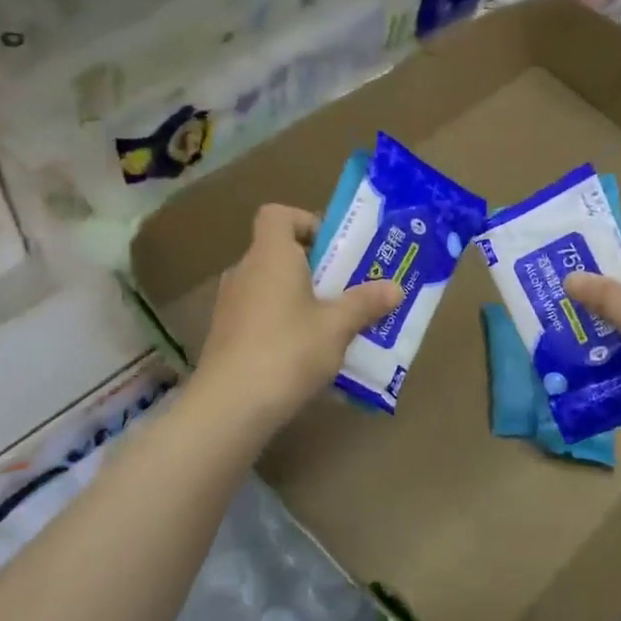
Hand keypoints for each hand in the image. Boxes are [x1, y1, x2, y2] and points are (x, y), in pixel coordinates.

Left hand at [193, 204, 403, 429]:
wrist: (231, 405)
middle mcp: (245, 271)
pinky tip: (304, 356)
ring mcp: (230, 305)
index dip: (305, 222)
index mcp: (270, 255)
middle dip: (314, 268)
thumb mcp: (337, 327)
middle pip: (278, 252)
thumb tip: (395, 288)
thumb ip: (365, 303)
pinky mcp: (224, 336)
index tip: (333, 249)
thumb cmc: (288, 350)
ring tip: (331, 327)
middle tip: (346, 291)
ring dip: (299, 299)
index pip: (277, 214)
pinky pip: (259, 316)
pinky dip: (281, 324)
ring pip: (270, 287)